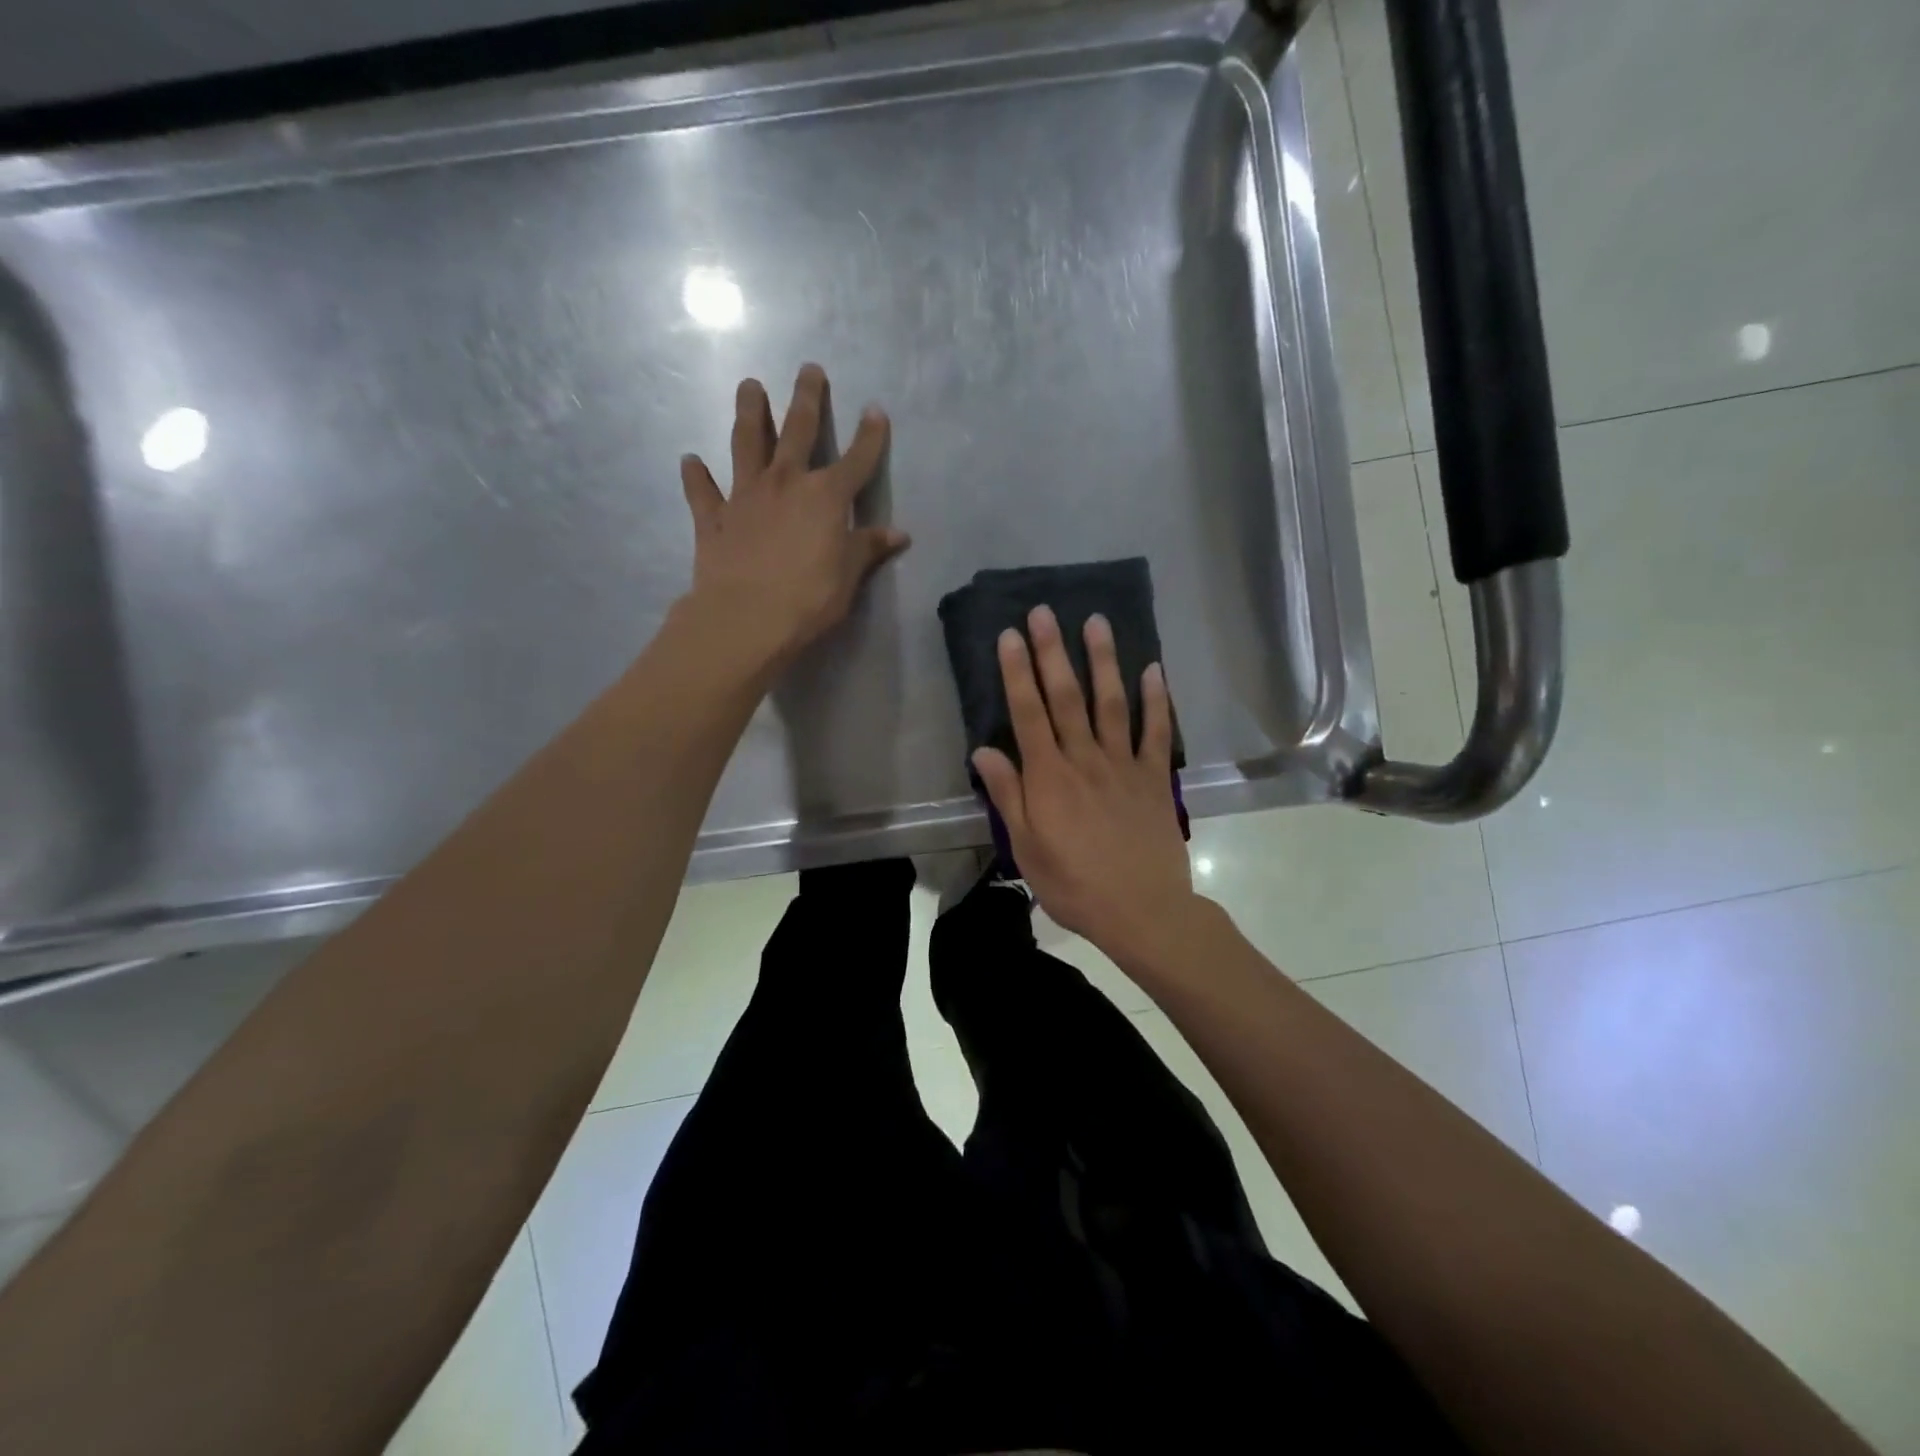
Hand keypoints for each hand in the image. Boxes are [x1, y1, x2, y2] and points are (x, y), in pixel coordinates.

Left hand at [680, 364, 909, 669]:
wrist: (745, 619)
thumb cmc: (808, 599)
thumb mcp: (849, 577)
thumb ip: (868, 548)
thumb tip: (898, 534)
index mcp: (825, 497)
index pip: (856, 460)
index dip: (870, 436)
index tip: (875, 410)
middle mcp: (785, 483)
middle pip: (798, 431)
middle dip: (807, 399)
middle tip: (809, 369)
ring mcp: (745, 496)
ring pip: (746, 443)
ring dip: (749, 412)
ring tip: (749, 386)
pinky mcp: (713, 518)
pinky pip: (702, 491)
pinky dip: (696, 475)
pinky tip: (690, 460)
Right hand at [971, 605, 1199, 968]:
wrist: (1142, 911)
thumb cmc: (1074, 884)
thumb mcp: (1027, 848)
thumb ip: (1008, 795)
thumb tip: (983, 750)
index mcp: (1049, 777)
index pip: (1028, 713)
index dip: (1016, 672)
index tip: (1009, 635)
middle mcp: (1085, 759)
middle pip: (1066, 697)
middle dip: (1052, 651)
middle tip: (1044, 611)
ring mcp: (1124, 764)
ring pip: (1111, 702)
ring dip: (1103, 660)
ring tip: (1096, 621)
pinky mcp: (1154, 778)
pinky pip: (1156, 731)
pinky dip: (1156, 699)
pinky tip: (1153, 668)